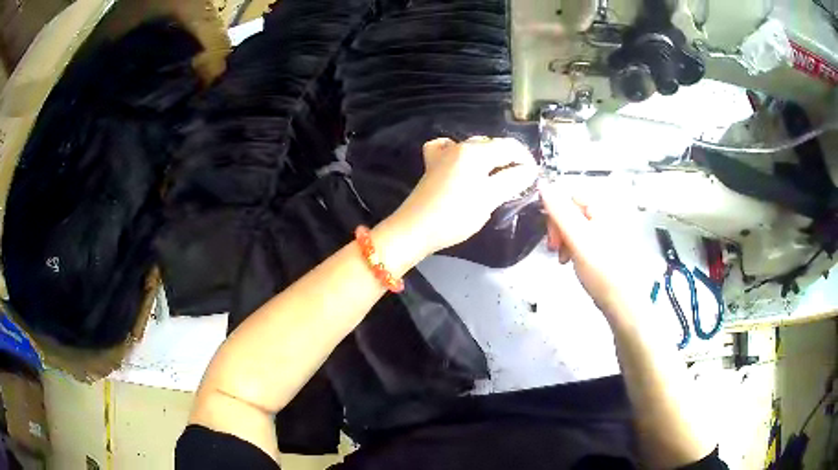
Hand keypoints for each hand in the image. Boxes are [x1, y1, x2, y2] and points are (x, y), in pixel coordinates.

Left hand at [393, 137, 537, 255]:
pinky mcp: (433, 163)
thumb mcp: (489, 199)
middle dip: (510, 159)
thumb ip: (512, 181)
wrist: (415, 228)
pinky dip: (463, 153)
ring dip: (490, 157)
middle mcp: (460, 145)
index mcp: (476, 152)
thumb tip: (530, 170)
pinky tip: (465, 164)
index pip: (510, 147)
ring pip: (475, 147)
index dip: (526, 160)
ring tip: (499, 176)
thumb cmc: (455, 216)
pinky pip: (451, 149)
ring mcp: (444, 153)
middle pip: (493, 145)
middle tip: (520, 180)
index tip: (535, 176)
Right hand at [539, 182, 637, 320]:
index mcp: (602, 207)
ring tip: (563, 258)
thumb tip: (543, 184)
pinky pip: (581, 240)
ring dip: (564, 240)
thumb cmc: (602, 269)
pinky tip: (571, 261)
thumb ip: (559, 211)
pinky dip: (572, 249)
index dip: (556, 214)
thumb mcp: (577, 237)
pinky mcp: (603, 247)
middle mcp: (605, 215)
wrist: (620, 300)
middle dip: (559, 229)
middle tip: (555, 248)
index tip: (552, 235)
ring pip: (574, 227)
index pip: (569, 196)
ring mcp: (605, 232)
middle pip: (571, 211)